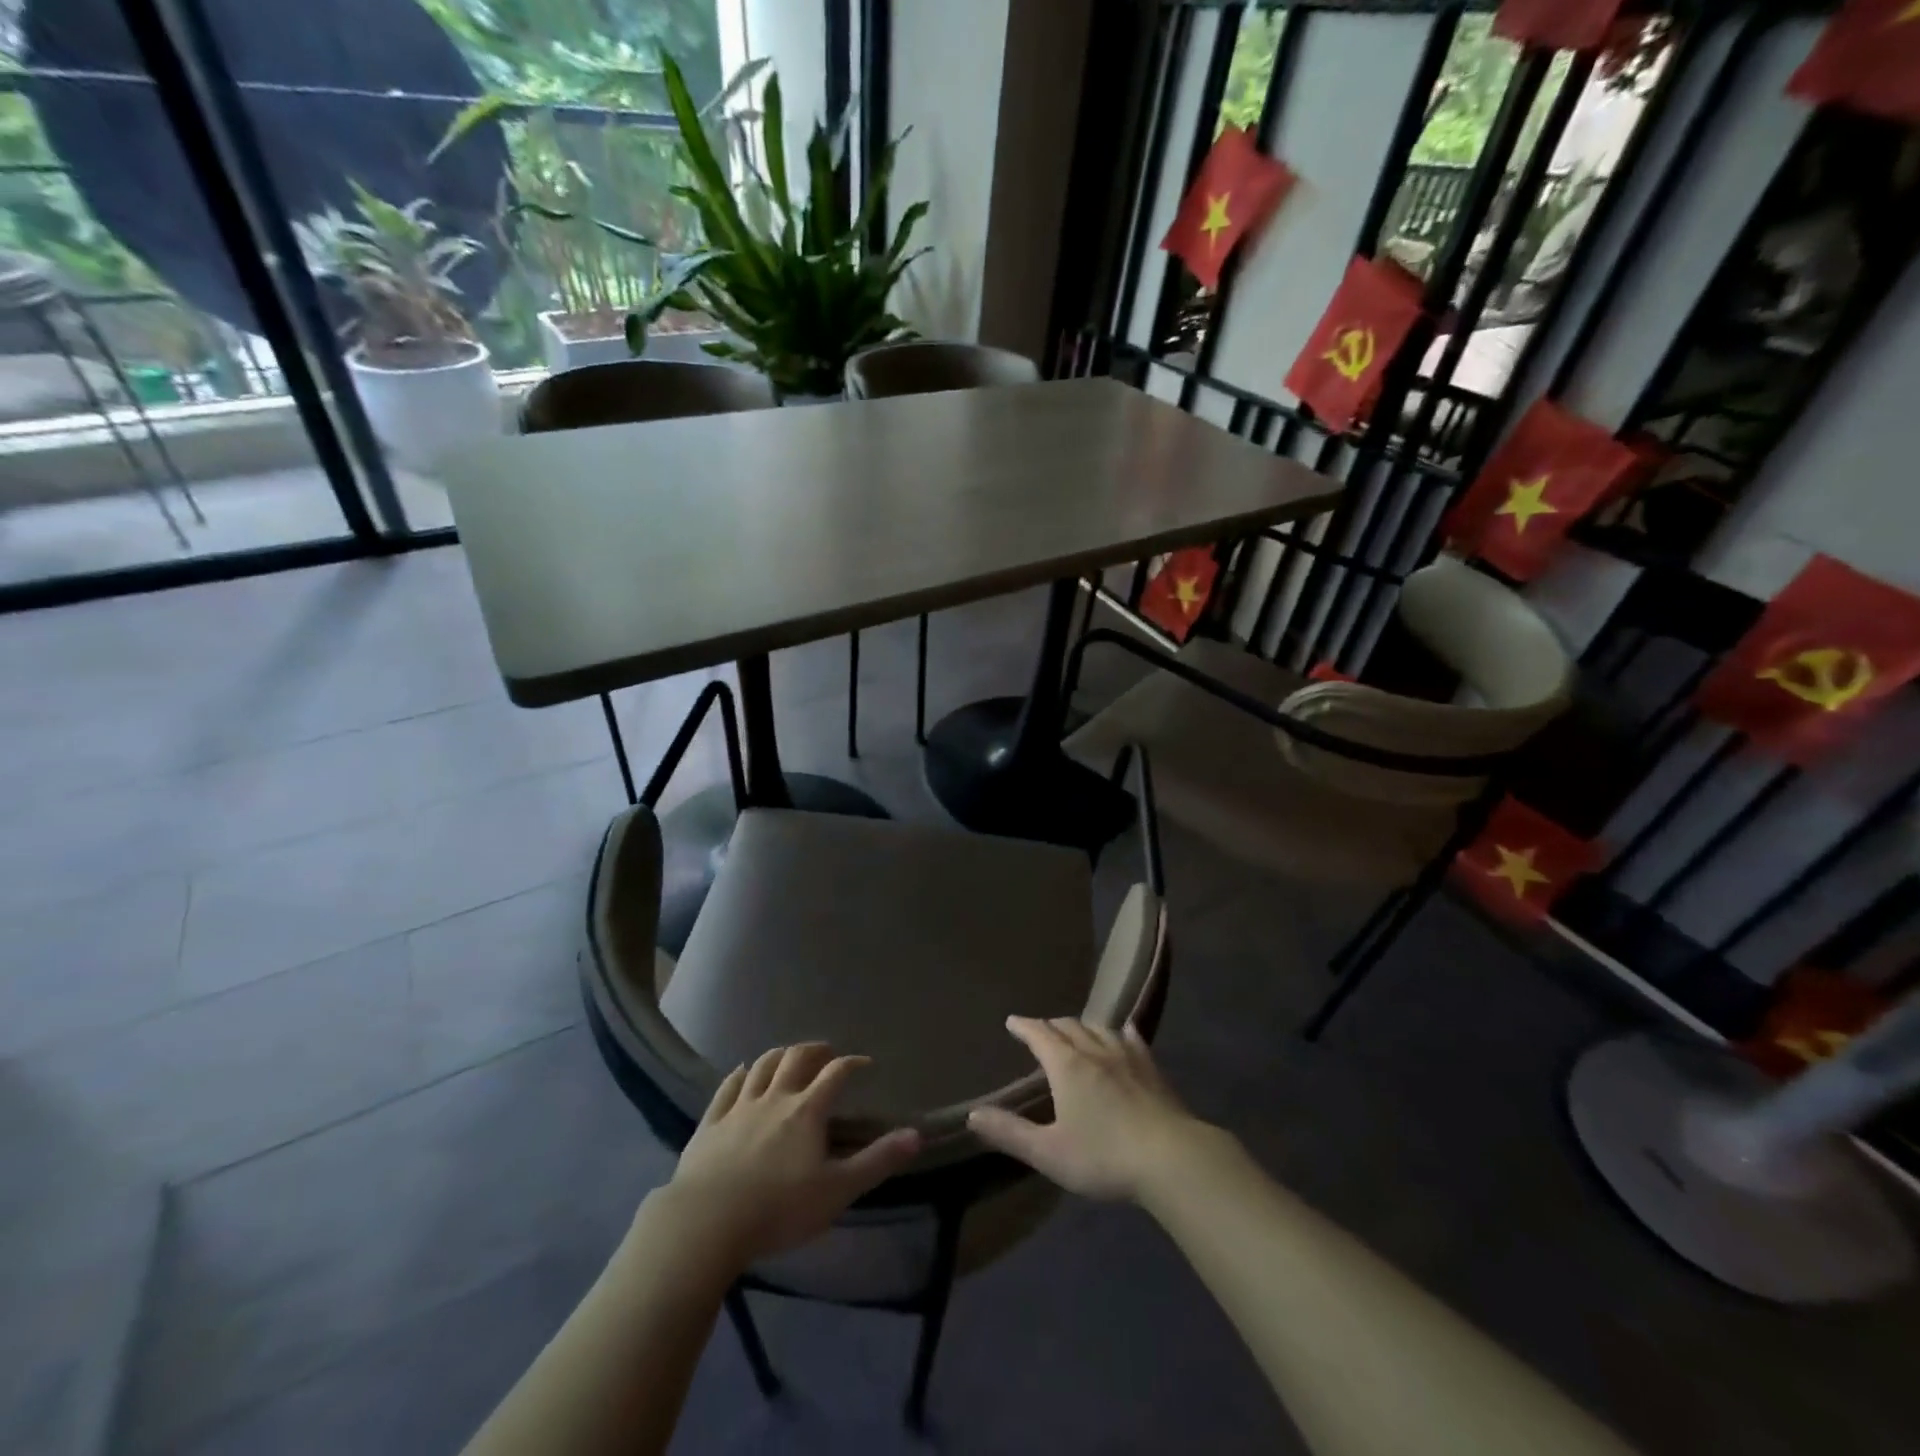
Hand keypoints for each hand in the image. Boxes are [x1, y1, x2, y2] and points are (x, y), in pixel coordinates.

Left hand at [659, 1043, 920, 1265]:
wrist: (706, 1223)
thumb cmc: (779, 1209)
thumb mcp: (838, 1191)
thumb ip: (877, 1161)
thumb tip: (917, 1135)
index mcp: (807, 1110)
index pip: (836, 1073)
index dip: (853, 1064)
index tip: (865, 1064)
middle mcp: (775, 1098)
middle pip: (796, 1059)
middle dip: (815, 1050)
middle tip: (826, 1053)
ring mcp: (739, 1107)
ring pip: (762, 1066)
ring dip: (779, 1055)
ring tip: (789, 1056)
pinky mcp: (710, 1123)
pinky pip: (727, 1088)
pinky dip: (739, 1075)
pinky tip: (742, 1072)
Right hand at [966, 1017, 1209, 1201]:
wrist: (1171, 1158)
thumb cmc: (1103, 1157)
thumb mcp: (1048, 1152)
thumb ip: (1009, 1132)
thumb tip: (972, 1114)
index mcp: (1066, 1066)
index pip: (1039, 1035)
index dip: (1024, 1026)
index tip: (1012, 1021)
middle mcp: (1094, 1051)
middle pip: (1068, 1026)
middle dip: (1051, 1025)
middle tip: (1040, 1030)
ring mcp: (1127, 1056)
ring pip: (1099, 1028)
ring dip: (1082, 1025)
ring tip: (1076, 1030)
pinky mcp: (1152, 1068)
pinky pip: (1132, 1038)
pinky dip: (1120, 1031)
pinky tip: (1124, 1032)